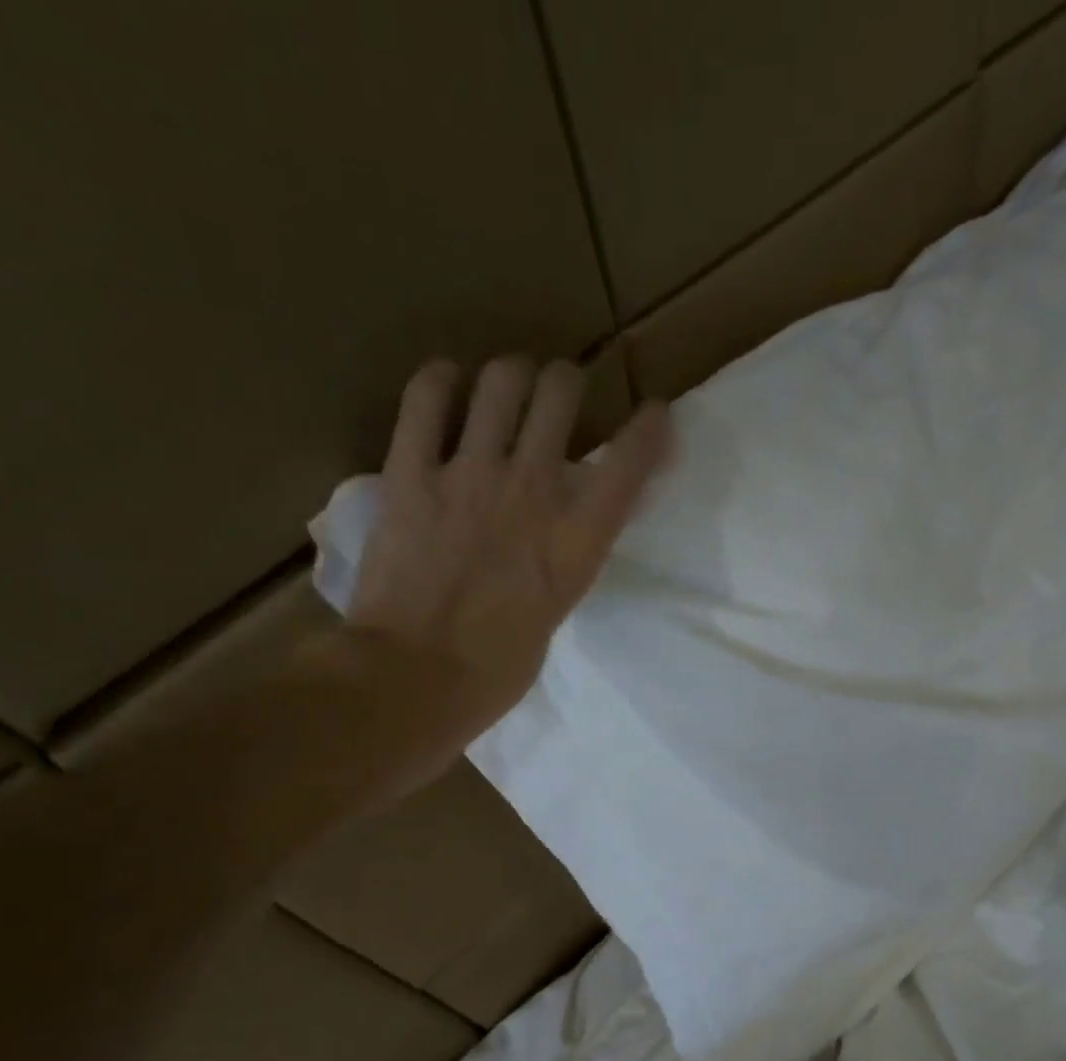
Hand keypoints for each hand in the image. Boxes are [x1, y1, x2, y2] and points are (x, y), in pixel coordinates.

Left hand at [347, 356, 670, 739]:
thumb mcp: (553, 615)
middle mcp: (532, 493)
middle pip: (561, 395)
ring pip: (502, 382)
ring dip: (512, 376)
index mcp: (575, 542)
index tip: (655, 413)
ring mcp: (470, 477)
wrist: (413, 680)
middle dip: (567, 383)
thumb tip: (558, 536)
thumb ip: (562, 563)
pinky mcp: (411, 475)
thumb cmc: (493, 672)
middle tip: (559, 393)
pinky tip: (446, 384)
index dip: (649, 430)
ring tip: (507, 386)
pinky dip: (439, 382)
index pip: (629, 465)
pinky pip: (425, 399)